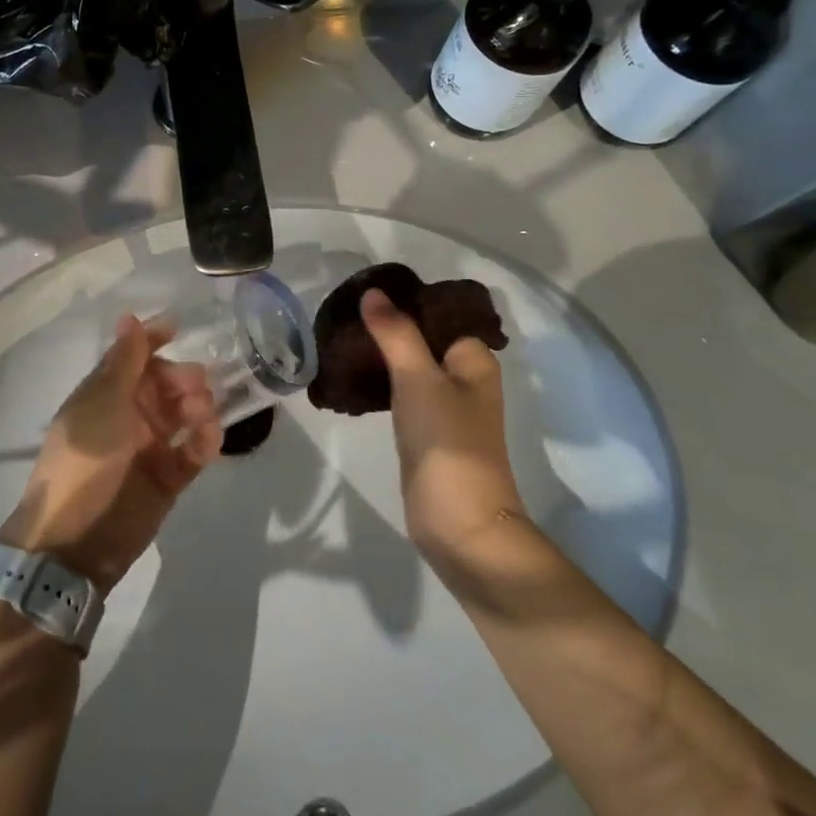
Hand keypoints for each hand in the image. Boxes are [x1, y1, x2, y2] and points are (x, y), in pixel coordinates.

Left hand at [0, 314, 221, 591]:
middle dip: (183, 377)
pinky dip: (205, 442)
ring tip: (202, 414)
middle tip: (198, 383)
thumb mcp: (102, 405)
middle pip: (165, 384)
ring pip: (183, 415)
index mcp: (105, 394)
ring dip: (198, 406)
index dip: (154, 340)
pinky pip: (193, 453)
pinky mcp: (167, 479)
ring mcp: (149, 448)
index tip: (180, 328)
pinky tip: (209, 438)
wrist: (74, 541)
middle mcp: (128, 416)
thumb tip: (128, 316)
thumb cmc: (83, 462)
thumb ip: (124, 362)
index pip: (133, 357)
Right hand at [360, 288, 524, 578]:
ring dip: (381, 354)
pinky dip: (379, 382)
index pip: (438, 313)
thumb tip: (372, 291)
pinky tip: (351, 374)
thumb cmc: (447, 442)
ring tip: (341, 338)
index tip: (364, 291)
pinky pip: (400, 393)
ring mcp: (446, 407)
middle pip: (422, 338)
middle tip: (345, 313)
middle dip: (387, 326)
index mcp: (474, 359)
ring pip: (409, 366)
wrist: (460, 524)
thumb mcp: (418, 378)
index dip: (405, 300)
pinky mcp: (426, 432)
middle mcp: (465, 378)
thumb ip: (395, 333)